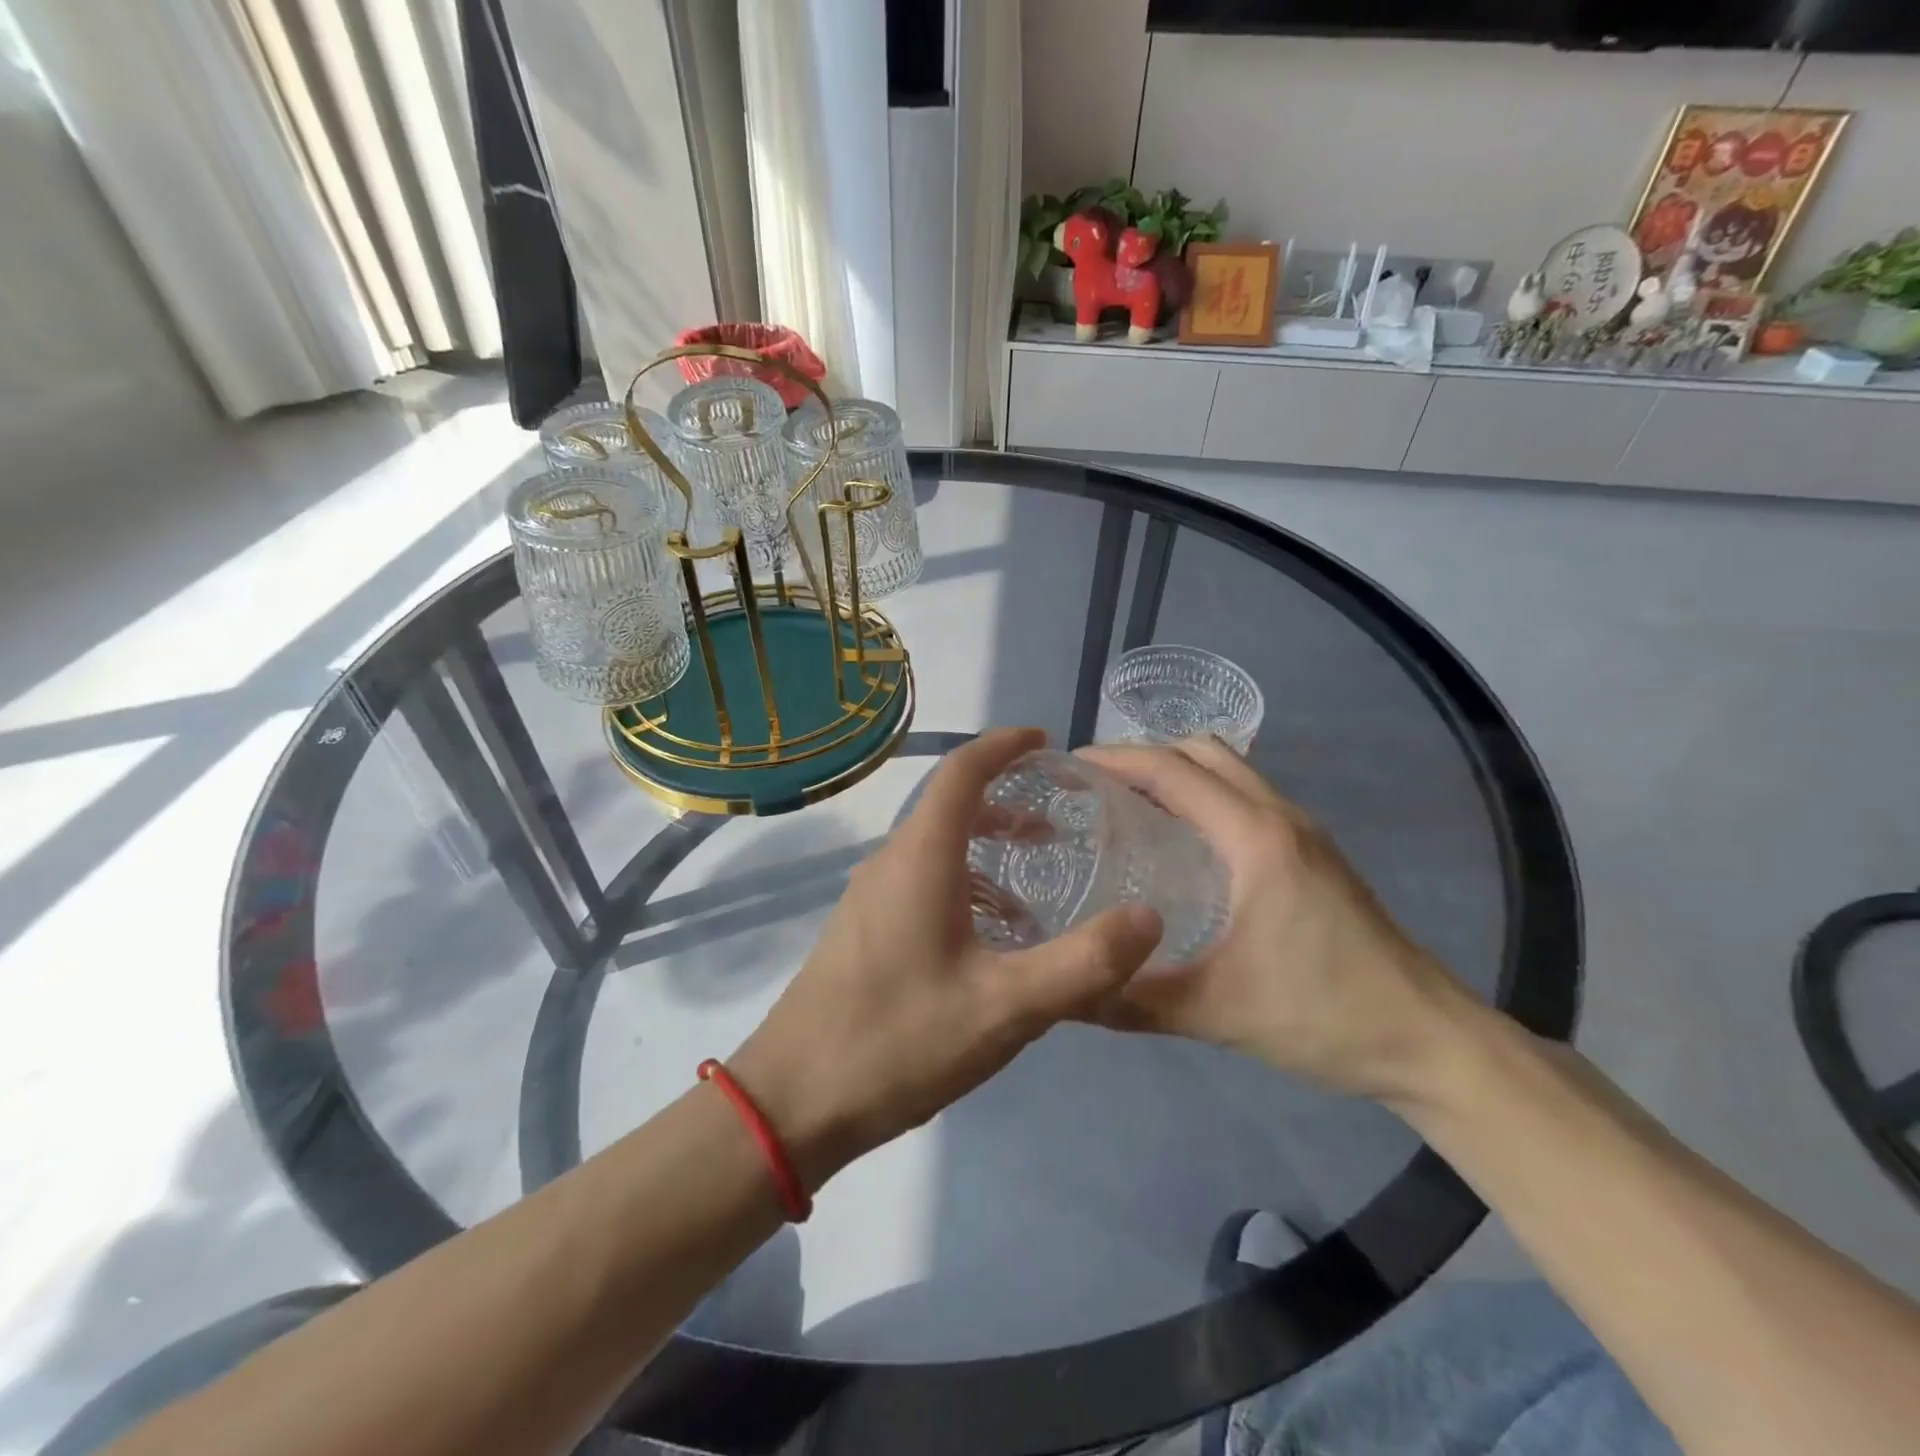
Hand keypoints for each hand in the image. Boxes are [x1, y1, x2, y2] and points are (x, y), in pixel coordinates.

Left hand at [730, 728, 1163, 1190]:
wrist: (793, 1100)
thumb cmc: (899, 1041)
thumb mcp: (1005, 1007)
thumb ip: (1082, 963)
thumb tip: (1149, 917)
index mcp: (921, 858)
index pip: (962, 771)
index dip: (1004, 745)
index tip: (1046, 742)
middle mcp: (891, 862)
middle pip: (951, 807)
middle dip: (1006, 802)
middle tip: (1058, 823)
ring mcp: (870, 897)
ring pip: (936, 848)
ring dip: (987, 850)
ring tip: (1036, 885)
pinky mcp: (863, 930)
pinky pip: (921, 883)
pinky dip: (965, 886)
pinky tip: (992, 939)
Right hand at [1078, 738, 1475, 1104]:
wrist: (1429, 1040)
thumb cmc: (1324, 1014)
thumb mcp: (1217, 1011)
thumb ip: (1134, 1000)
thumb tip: (1065, 997)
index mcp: (1255, 838)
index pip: (1173, 771)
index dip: (1116, 759)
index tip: (1069, 766)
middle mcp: (1279, 817)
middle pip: (1203, 752)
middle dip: (1144, 755)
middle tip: (1096, 786)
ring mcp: (1303, 831)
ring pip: (1230, 769)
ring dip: (1178, 771)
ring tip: (1130, 805)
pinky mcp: (1314, 853)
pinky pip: (1246, 796)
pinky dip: (1205, 794)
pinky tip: (1183, 842)